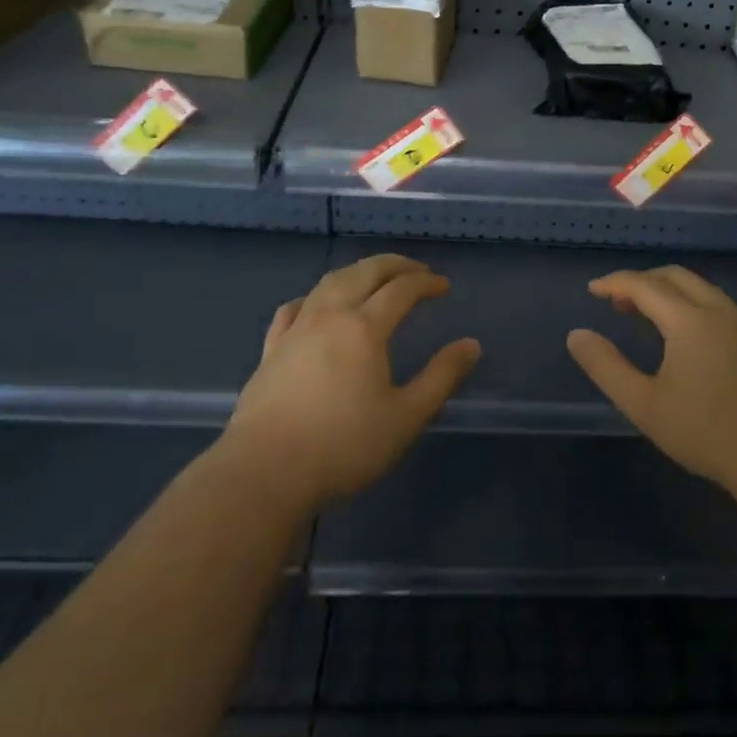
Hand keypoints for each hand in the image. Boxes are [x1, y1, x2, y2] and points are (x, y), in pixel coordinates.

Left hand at [223, 254, 479, 513]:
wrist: (265, 472)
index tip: (443, 286)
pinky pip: (293, 308)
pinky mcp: (270, 350)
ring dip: (356, 272)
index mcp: (365, 328)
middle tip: (415, 269)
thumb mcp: (406, 417)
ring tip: (373, 278)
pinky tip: (315, 305)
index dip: (426, 283)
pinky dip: (313, 297)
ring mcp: (295, 331)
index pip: (401, 290)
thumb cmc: (344, 446)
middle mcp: (329, 316)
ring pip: (328, 283)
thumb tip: (471, 345)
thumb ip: (441, 377)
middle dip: (393, 265)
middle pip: (364, 273)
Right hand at [566, 266, 736, 501]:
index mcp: (690, 320)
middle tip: (616, 302)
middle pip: (676, 277)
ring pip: (701, 289)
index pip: (645, 285)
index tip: (592, 290)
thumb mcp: (644, 405)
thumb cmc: (707, 433)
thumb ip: (606, 367)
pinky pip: (717, 306)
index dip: (615, 283)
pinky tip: (684, 338)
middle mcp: (719, 312)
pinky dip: (690, 304)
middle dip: (642, 281)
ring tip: (645, 317)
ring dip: (668, 292)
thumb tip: (577, 335)